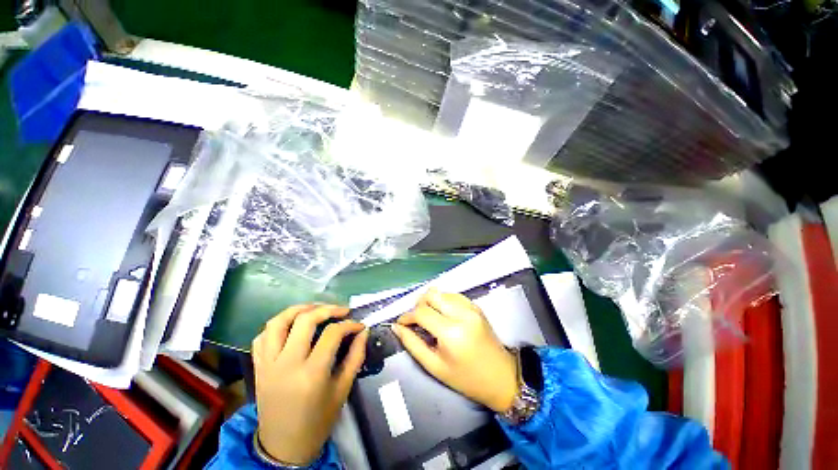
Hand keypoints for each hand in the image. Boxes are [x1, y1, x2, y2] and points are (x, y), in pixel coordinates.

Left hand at [251, 305, 368, 465]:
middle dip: (328, 309)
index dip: (350, 325)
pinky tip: (291, 326)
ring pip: (278, 322)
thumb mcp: (343, 389)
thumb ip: (356, 356)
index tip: (359, 325)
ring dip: (298, 309)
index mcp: (311, 373)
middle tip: (342, 311)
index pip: (332, 334)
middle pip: (305, 320)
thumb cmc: (318, 420)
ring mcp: (268, 364)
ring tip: (316, 308)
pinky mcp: (258, 367)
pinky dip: (277, 325)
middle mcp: (287, 364)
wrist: (284, 447)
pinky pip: (262, 337)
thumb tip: (363, 331)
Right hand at [393, 288, 517, 413]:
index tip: (401, 324)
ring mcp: (471, 307)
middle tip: (415, 321)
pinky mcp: (476, 306)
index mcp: (451, 332)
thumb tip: (397, 327)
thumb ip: (413, 344)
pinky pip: (453, 295)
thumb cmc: (466, 378)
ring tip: (429, 318)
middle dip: (418, 305)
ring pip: (441, 292)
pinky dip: (443, 302)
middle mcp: (462, 313)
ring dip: (430, 302)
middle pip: (431, 294)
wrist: (501, 377)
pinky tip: (442, 315)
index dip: (407, 316)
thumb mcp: (435, 367)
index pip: (421, 312)